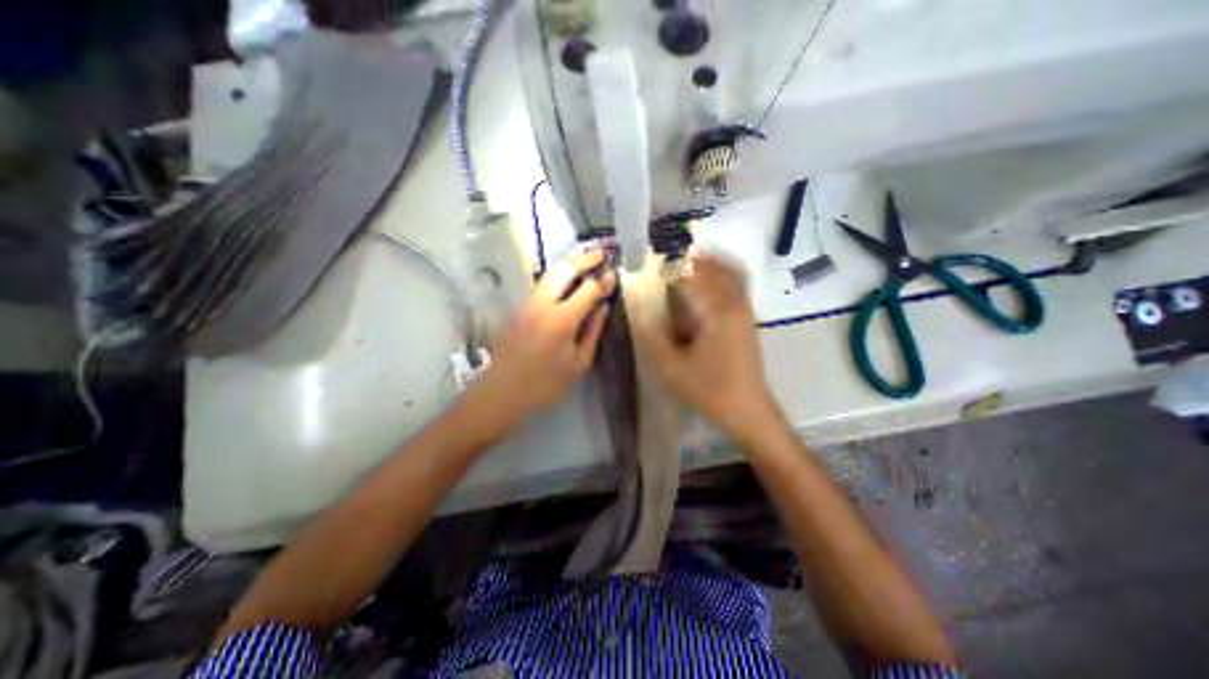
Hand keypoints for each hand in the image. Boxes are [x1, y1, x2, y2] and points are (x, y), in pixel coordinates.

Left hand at [473, 249, 615, 429]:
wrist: (500, 393)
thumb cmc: (544, 385)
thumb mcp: (577, 364)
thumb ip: (592, 332)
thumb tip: (603, 308)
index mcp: (562, 320)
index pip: (588, 289)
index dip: (604, 281)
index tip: (614, 273)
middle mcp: (543, 304)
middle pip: (565, 269)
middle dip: (584, 258)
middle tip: (600, 254)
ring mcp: (528, 303)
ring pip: (550, 273)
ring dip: (569, 263)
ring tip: (586, 258)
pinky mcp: (518, 308)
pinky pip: (542, 284)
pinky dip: (558, 275)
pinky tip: (567, 278)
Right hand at [628, 252, 778, 438]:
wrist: (748, 410)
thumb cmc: (710, 390)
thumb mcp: (672, 369)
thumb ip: (652, 340)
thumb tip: (638, 315)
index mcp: (715, 314)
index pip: (691, 277)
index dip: (671, 265)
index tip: (653, 259)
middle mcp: (734, 305)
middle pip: (715, 268)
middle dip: (692, 258)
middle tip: (669, 258)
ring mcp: (744, 312)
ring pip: (730, 275)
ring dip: (709, 265)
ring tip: (686, 264)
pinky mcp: (747, 321)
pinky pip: (736, 288)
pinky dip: (721, 278)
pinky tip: (705, 287)